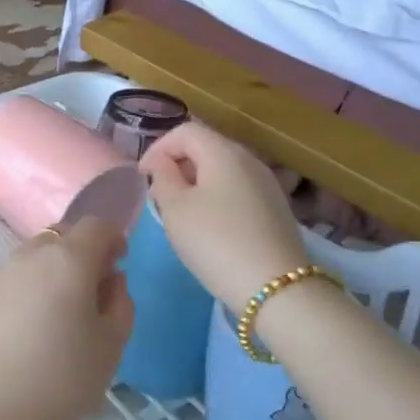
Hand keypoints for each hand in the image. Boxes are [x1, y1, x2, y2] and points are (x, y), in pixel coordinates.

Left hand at [0, 216, 133, 419]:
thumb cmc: (63, 379)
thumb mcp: (111, 345)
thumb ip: (120, 303)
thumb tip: (111, 280)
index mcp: (68, 259)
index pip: (96, 225)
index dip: (113, 237)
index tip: (120, 261)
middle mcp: (31, 256)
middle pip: (62, 235)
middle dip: (82, 250)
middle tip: (93, 286)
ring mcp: (0, 275)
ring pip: (34, 256)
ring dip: (53, 269)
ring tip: (61, 311)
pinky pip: (13, 281)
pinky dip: (28, 290)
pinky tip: (30, 330)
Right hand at [142, 122, 309, 310]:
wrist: (276, 289)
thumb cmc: (216, 242)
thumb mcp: (175, 209)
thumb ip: (163, 177)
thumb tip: (163, 163)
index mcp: (224, 151)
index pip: (185, 130)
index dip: (158, 148)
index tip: (142, 177)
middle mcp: (250, 159)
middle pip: (206, 147)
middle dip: (178, 165)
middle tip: (159, 196)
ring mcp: (267, 184)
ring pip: (223, 170)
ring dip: (197, 183)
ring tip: (181, 213)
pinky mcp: (276, 209)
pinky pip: (238, 190)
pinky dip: (217, 198)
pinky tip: (211, 227)